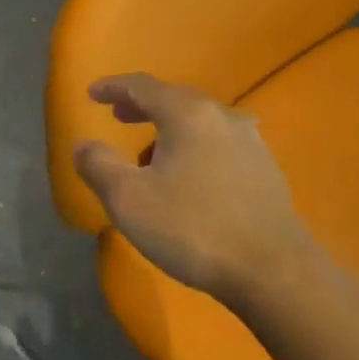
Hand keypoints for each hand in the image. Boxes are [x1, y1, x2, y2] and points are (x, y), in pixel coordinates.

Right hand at [73, 73, 311, 304]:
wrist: (275, 273)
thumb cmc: (194, 228)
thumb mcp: (129, 199)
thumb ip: (98, 165)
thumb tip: (83, 146)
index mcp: (187, 114)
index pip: (142, 86)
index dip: (113, 87)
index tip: (92, 93)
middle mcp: (221, 116)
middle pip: (174, 99)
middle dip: (143, 106)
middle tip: (119, 117)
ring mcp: (250, 142)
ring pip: (200, 122)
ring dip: (170, 129)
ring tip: (151, 155)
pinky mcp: (266, 170)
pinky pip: (220, 143)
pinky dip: (195, 147)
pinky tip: (191, 175)